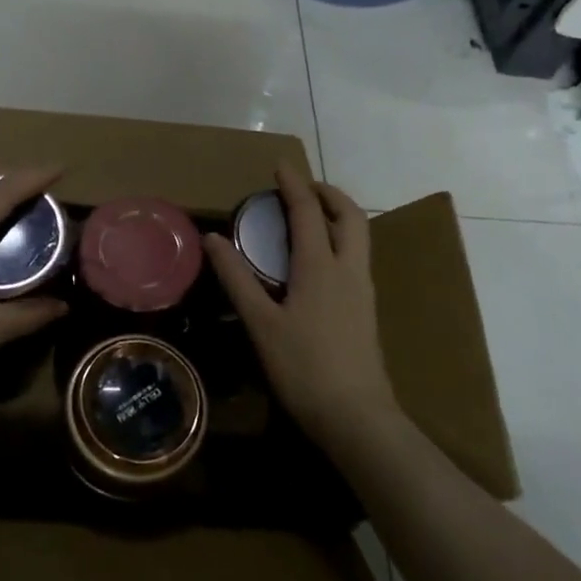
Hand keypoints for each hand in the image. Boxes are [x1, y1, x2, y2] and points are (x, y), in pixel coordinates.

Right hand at [203, 164, 398, 443]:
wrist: (356, 416)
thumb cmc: (303, 367)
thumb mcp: (261, 323)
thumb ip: (237, 279)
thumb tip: (213, 239)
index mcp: (321, 266)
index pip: (308, 211)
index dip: (293, 184)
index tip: (280, 164)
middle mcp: (348, 269)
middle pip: (349, 215)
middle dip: (328, 193)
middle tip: (303, 188)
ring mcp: (363, 290)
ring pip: (359, 235)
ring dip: (337, 215)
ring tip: (310, 217)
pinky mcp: (367, 309)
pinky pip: (357, 256)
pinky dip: (340, 239)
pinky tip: (320, 260)